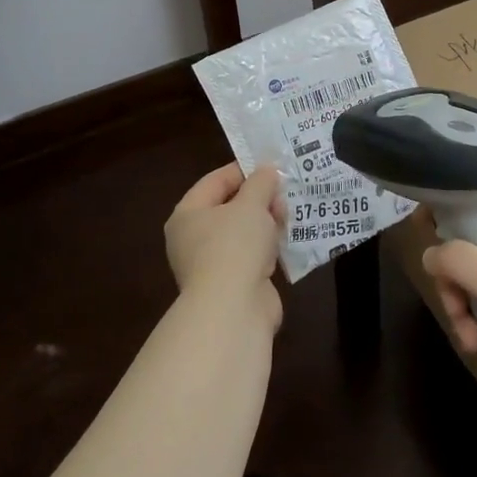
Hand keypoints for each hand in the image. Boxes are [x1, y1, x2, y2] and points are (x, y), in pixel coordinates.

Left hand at [165, 163, 285, 329]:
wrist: (234, 309)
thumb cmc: (235, 246)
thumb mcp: (251, 204)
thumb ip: (261, 183)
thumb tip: (267, 171)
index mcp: (187, 214)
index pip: (215, 181)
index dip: (244, 170)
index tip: (272, 166)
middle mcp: (193, 238)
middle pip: (229, 207)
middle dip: (259, 198)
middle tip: (284, 193)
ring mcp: (212, 263)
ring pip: (243, 232)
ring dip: (266, 223)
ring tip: (289, 215)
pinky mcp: (232, 284)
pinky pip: (252, 255)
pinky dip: (268, 247)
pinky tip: (287, 240)